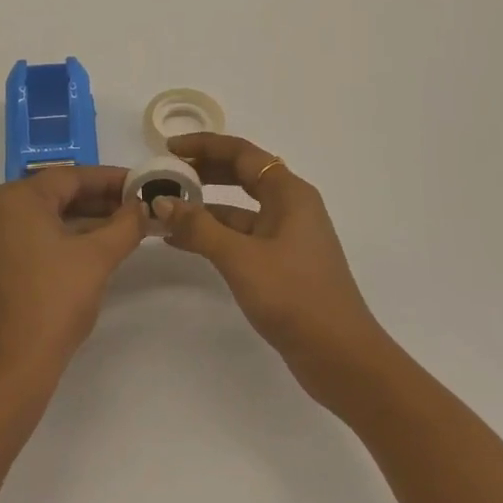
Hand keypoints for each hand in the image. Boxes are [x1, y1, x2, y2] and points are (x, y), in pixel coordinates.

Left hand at [0, 165, 145, 390]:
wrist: (14, 365)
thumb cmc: (55, 301)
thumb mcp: (98, 257)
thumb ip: (126, 224)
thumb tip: (143, 206)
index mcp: (16, 198)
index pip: (72, 176)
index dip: (112, 179)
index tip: (143, 183)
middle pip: (58, 194)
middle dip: (101, 199)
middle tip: (139, 204)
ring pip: (48, 215)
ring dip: (86, 218)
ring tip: (127, 223)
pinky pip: (36, 234)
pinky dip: (66, 235)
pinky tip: (99, 242)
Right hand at [158, 133, 390, 405]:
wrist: (340, 356)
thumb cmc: (294, 296)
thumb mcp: (241, 258)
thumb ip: (199, 227)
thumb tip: (162, 201)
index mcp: (289, 192)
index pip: (242, 152)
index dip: (204, 146)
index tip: (169, 149)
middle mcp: (290, 206)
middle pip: (241, 174)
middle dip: (203, 171)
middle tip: (165, 175)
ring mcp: (287, 235)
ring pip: (239, 208)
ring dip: (204, 206)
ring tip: (165, 209)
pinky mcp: (281, 262)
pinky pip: (241, 235)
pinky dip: (214, 234)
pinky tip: (182, 241)